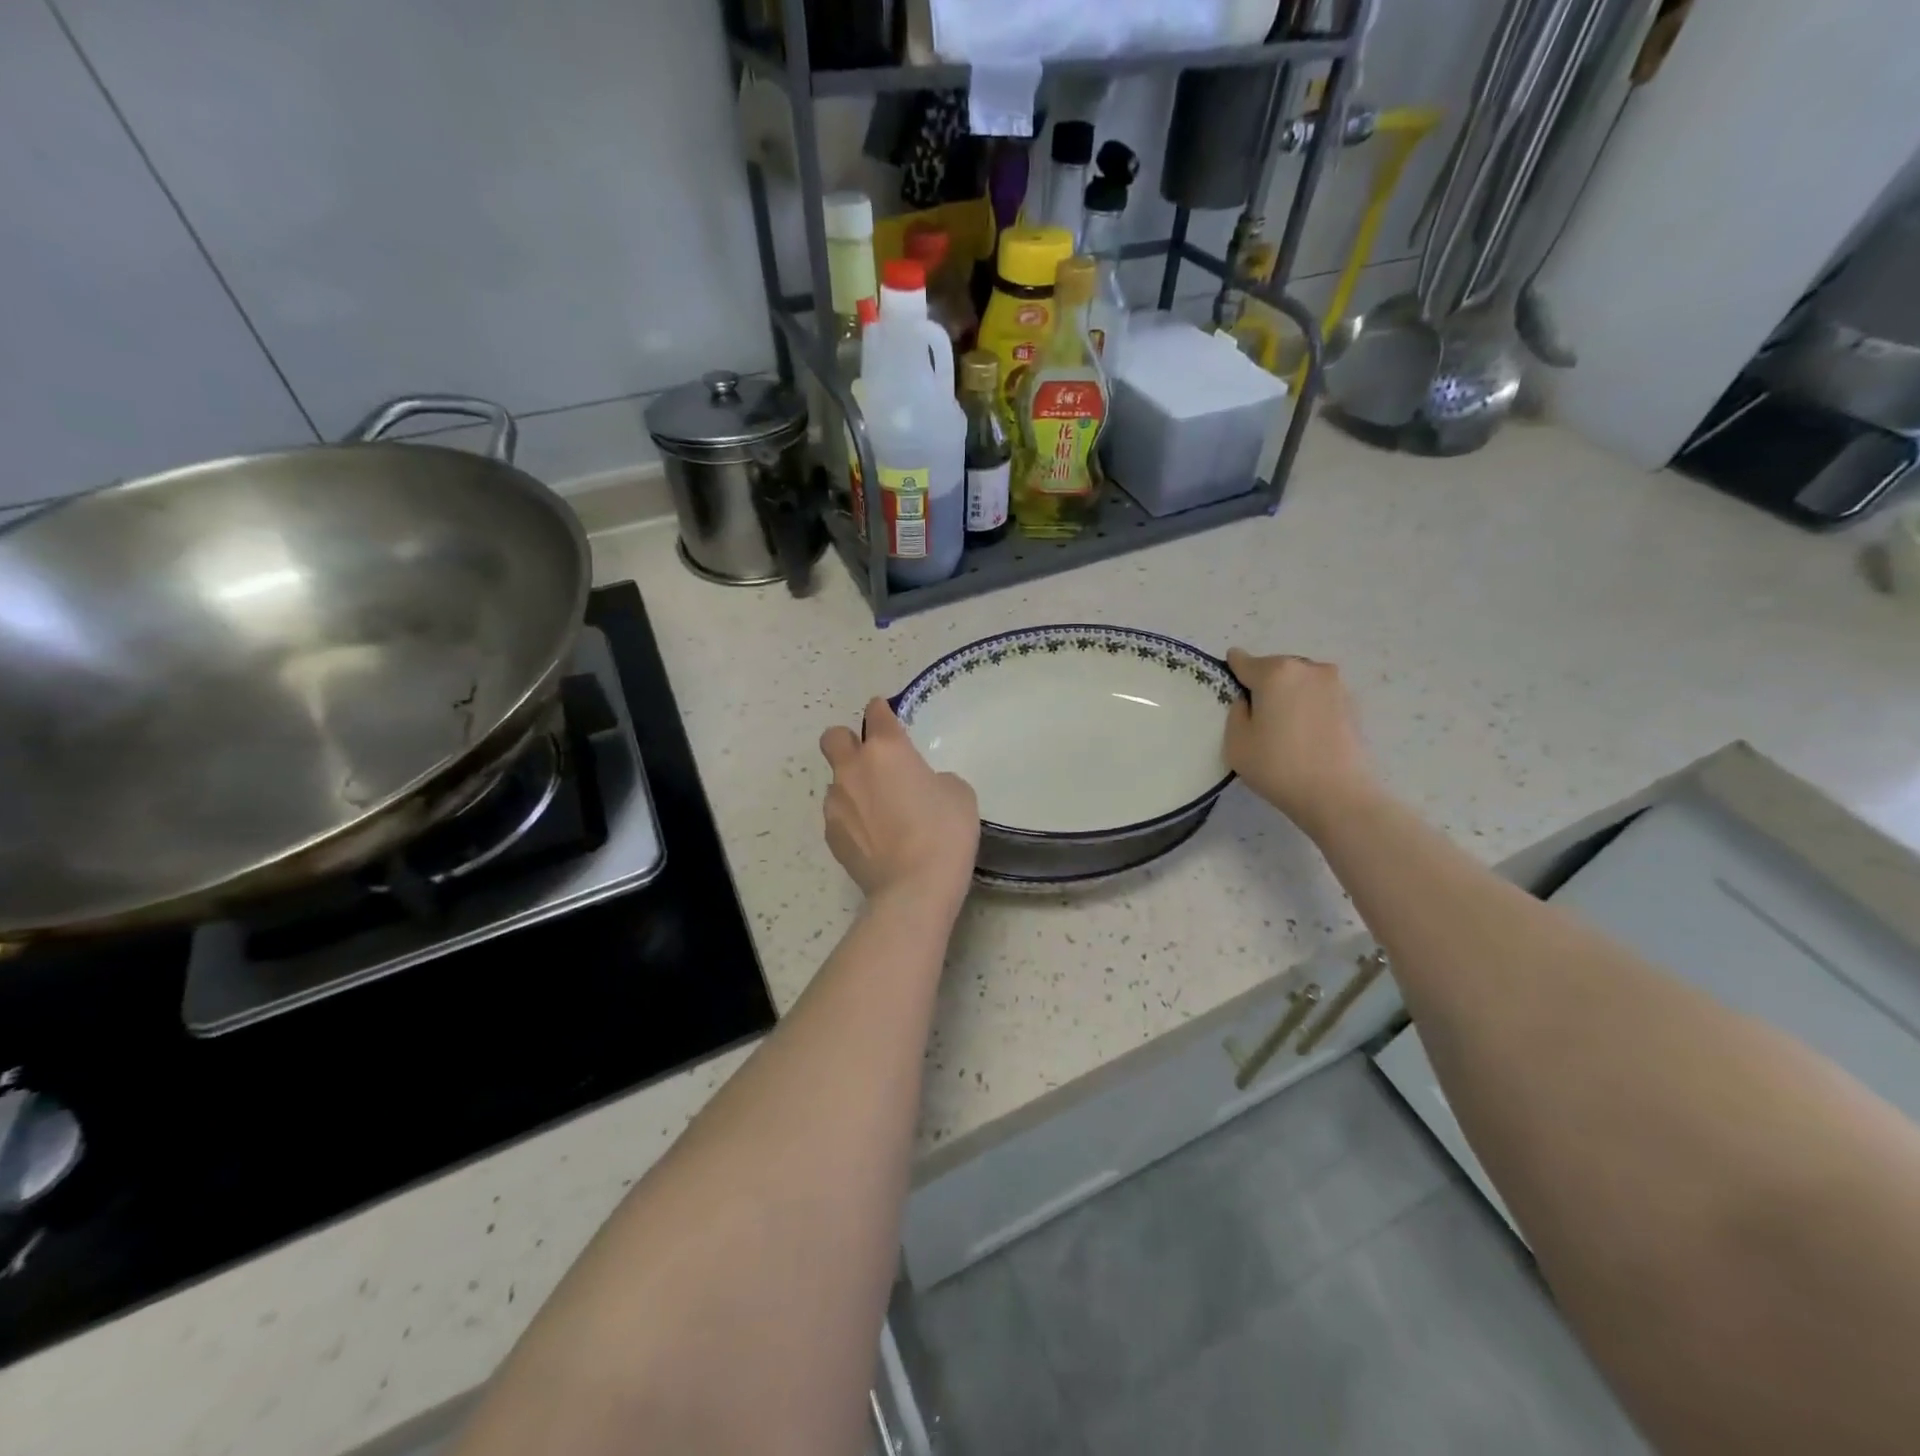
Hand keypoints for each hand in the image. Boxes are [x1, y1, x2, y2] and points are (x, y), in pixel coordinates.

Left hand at [819, 699, 979, 908]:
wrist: (914, 888)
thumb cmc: (944, 832)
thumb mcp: (958, 793)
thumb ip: (934, 778)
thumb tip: (919, 786)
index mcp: (887, 750)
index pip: (876, 713)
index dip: (882, 710)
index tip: (887, 716)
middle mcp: (853, 768)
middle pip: (834, 738)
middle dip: (848, 741)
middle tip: (871, 760)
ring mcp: (836, 802)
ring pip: (836, 780)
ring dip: (853, 786)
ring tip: (878, 811)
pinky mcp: (831, 834)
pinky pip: (838, 814)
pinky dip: (852, 818)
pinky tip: (873, 837)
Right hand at [1223, 649, 1381, 835]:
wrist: (1338, 794)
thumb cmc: (1278, 766)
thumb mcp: (1236, 742)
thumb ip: (1236, 711)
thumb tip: (1248, 700)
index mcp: (1275, 672)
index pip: (1242, 661)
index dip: (1231, 673)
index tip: (1229, 693)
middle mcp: (1307, 668)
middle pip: (1274, 668)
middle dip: (1263, 685)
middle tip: (1257, 717)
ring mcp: (1335, 684)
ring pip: (1299, 681)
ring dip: (1288, 696)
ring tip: (1283, 727)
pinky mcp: (1352, 703)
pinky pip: (1318, 697)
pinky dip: (1308, 708)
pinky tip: (1304, 734)